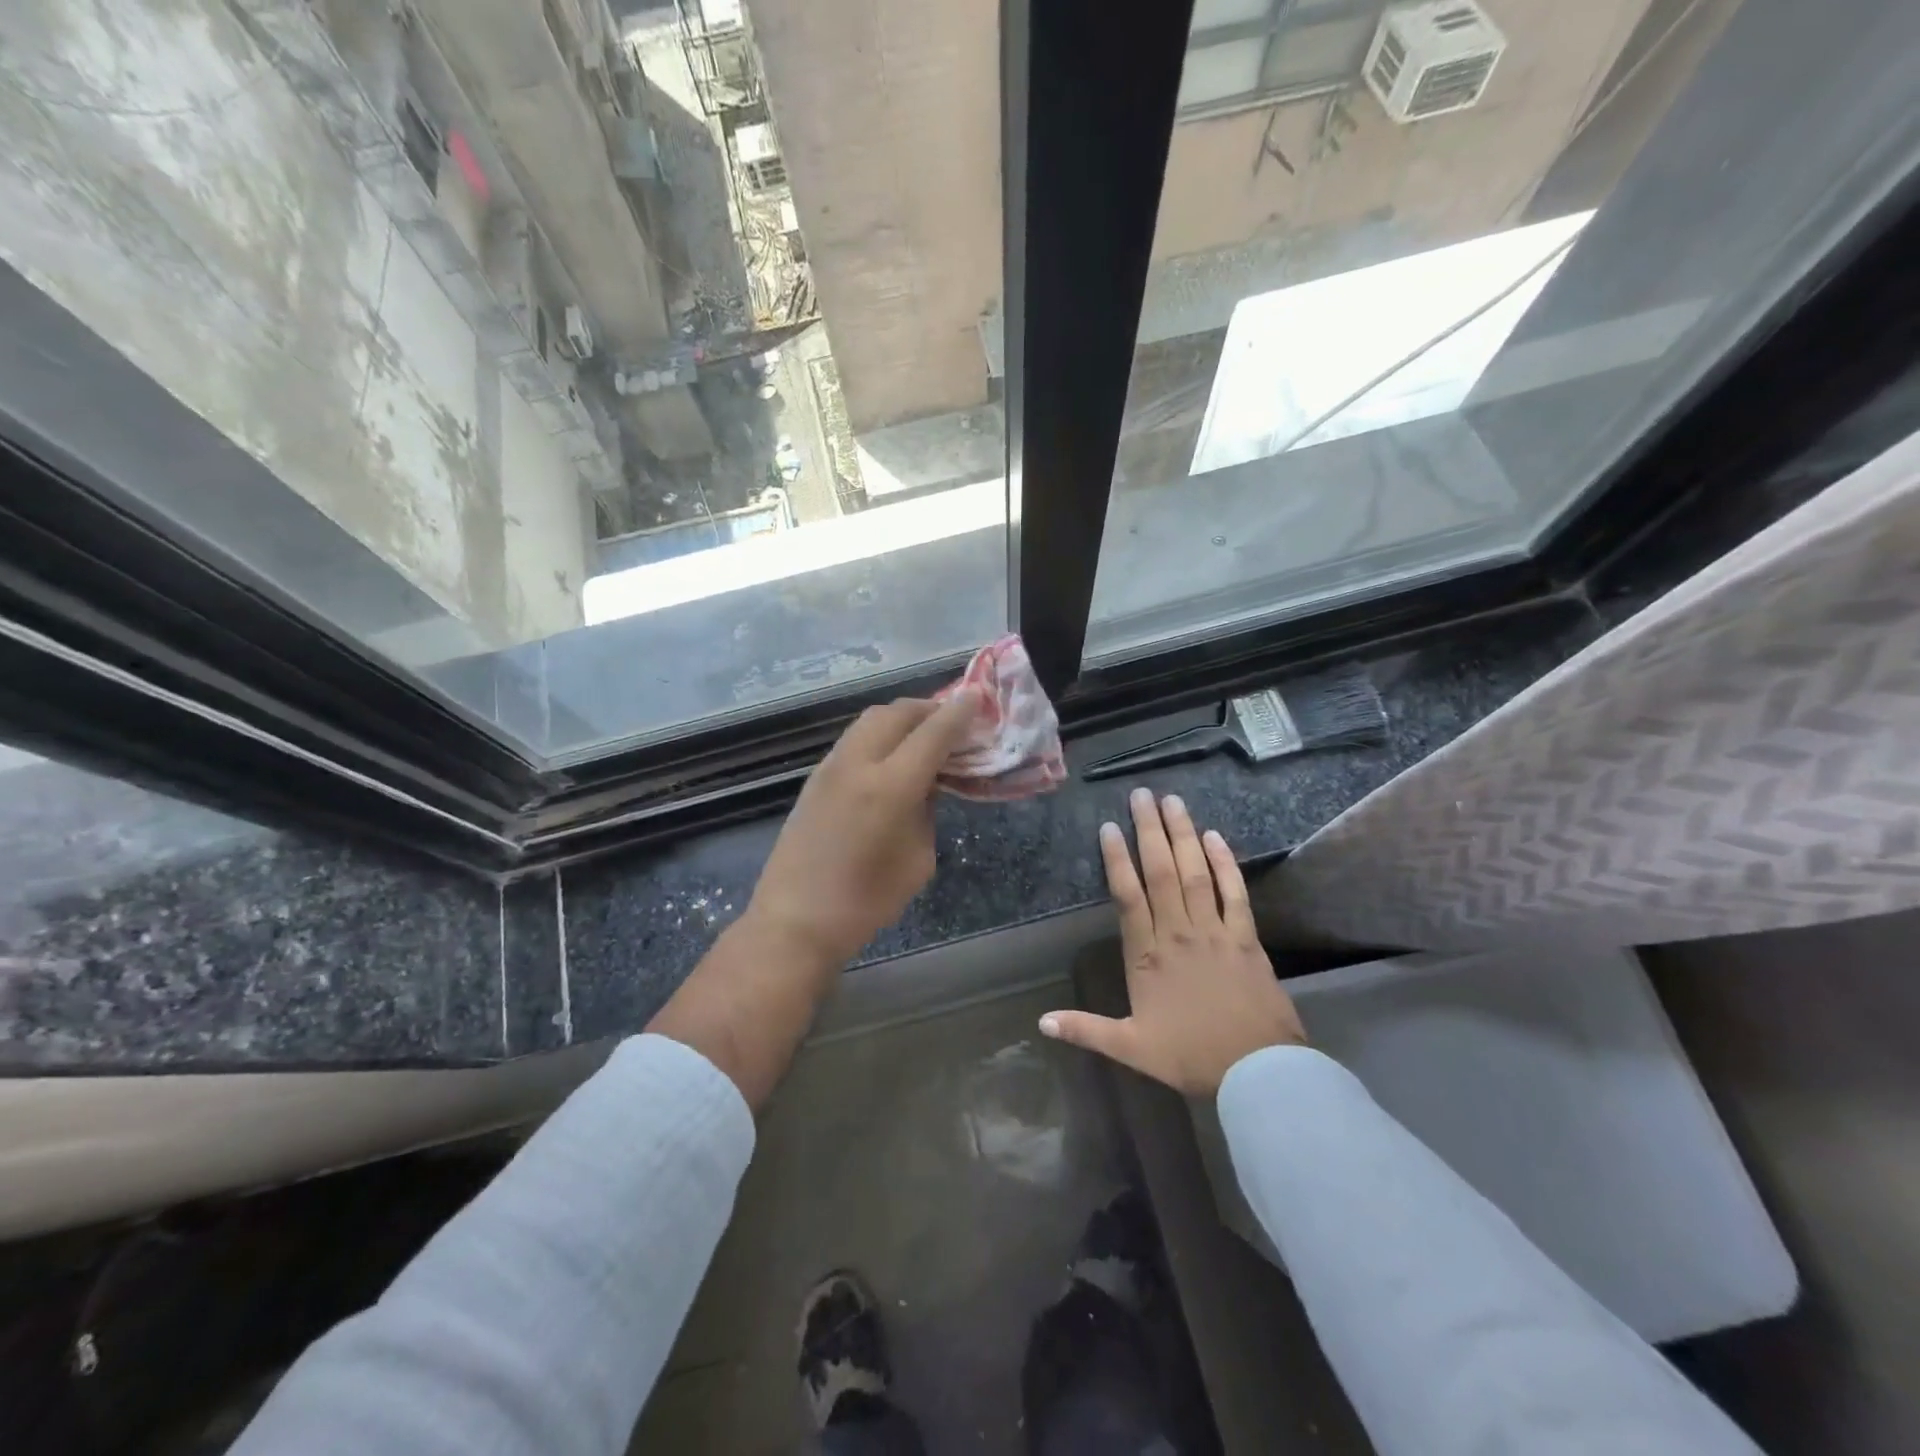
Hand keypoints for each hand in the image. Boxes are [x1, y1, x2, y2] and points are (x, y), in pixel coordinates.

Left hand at [746, 691, 981, 967]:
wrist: (796, 919)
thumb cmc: (867, 901)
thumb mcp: (918, 859)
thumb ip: (927, 810)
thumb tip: (927, 782)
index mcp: (890, 787)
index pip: (933, 733)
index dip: (959, 713)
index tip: (978, 698)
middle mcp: (858, 764)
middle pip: (897, 712)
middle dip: (929, 708)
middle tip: (952, 720)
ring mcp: (831, 767)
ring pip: (871, 720)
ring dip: (902, 718)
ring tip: (923, 733)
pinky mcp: (815, 778)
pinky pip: (854, 738)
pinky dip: (880, 734)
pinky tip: (891, 755)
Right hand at [1040, 789, 1305, 1096]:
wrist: (1257, 1072)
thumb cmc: (1191, 1057)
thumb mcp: (1131, 1049)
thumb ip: (1085, 1030)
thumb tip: (1040, 1022)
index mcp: (1148, 955)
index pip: (1128, 896)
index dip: (1117, 859)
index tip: (1110, 827)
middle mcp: (1178, 933)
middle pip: (1161, 872)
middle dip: (1150, 831)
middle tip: (1142, 795)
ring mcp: (1214, 931)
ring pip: (1195, 873)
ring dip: (1183, 835)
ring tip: (1173, 801)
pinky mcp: (1245, 937)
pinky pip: (1234, 892)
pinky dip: (1225, 864)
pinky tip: (1215, 837)